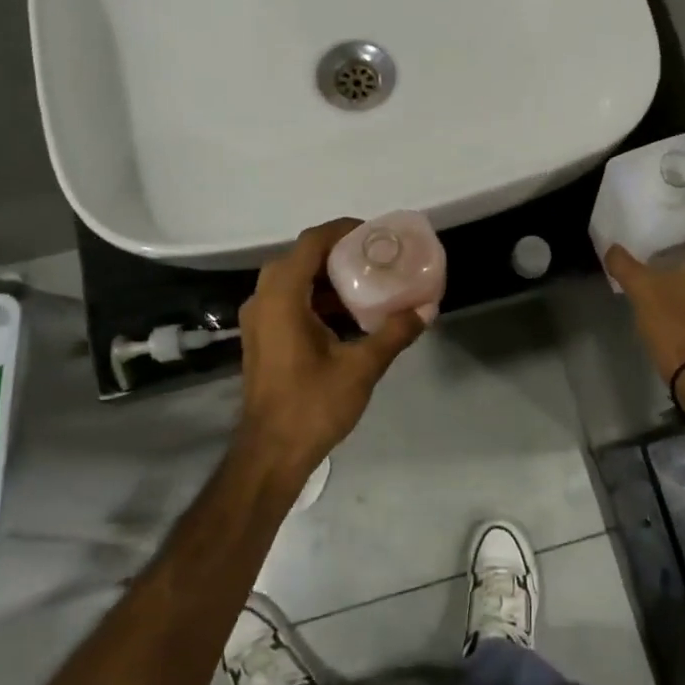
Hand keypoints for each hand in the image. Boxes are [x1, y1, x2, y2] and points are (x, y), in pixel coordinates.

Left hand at [235, 218, 426, 478]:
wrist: (270, 453)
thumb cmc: (312, 405)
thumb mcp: (361, 367)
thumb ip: (394, 333)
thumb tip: (426, 309)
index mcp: (283, 297)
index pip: (311, 243)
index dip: (343, 230)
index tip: (375, 233)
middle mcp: (263, 299)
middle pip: (301, 257)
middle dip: (338, 252)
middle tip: (375, 257)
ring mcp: (258, 319)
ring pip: (293, 279)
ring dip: (327, 277)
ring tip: (367, 283)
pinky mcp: (261, 336)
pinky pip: (288, 300)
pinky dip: (315, 297)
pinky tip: (346, 315)